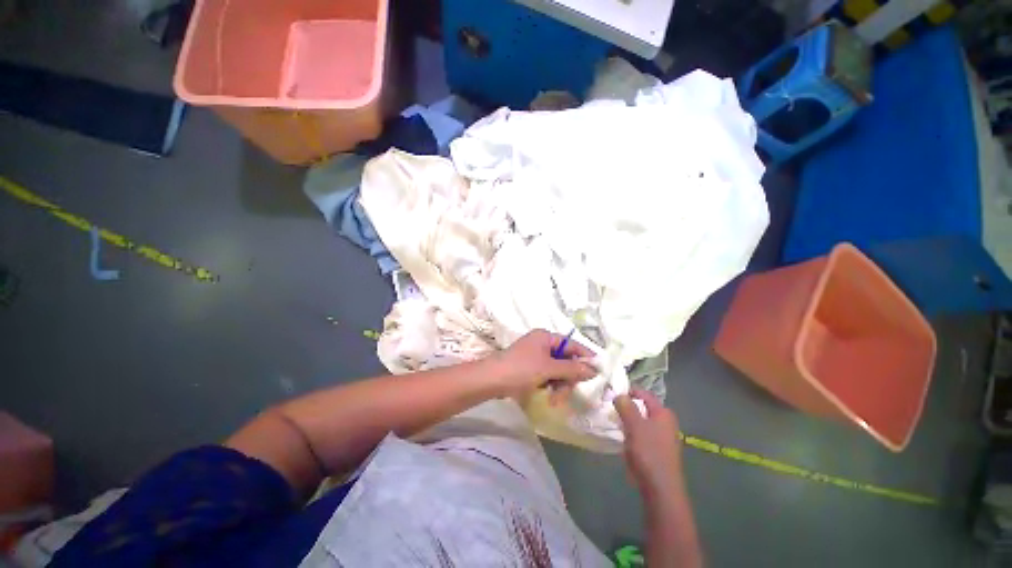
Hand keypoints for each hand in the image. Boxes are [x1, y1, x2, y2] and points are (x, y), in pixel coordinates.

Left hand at [487, 330, 597, 400]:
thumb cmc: (521, 369)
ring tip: (554, 399)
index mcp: (546, 337)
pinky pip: (547, 376)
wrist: (492, 380)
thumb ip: (572, 369)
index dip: (585, 357)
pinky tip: (548, 397)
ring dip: (559, 385)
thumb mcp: (548, 369)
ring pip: (557, 371)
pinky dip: (550, 386)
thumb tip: (593, 369)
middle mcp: (542, 344)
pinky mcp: (530, 368)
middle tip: (566, 393)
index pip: (572, 344)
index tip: (598, 371)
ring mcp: (535, 357)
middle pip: (565, 360)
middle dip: (567, 378)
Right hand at [615, 389, 683, 498]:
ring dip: (628, 422)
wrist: (660, 487)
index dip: (628, 391)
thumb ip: (626, 406)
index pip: (644, 393)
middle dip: (627, 407)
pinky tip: (623, 440)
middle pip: (642, 407)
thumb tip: (618, 394)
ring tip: (615, 424)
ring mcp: (662, 437)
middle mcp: (665, 422)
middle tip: (611, 410)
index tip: (612, 395)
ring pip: (641, 422)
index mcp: (663, 413)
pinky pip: (641, 435)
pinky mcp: (657, 450)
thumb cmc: (648, 452)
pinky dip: (632, 434)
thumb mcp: (634, 425)